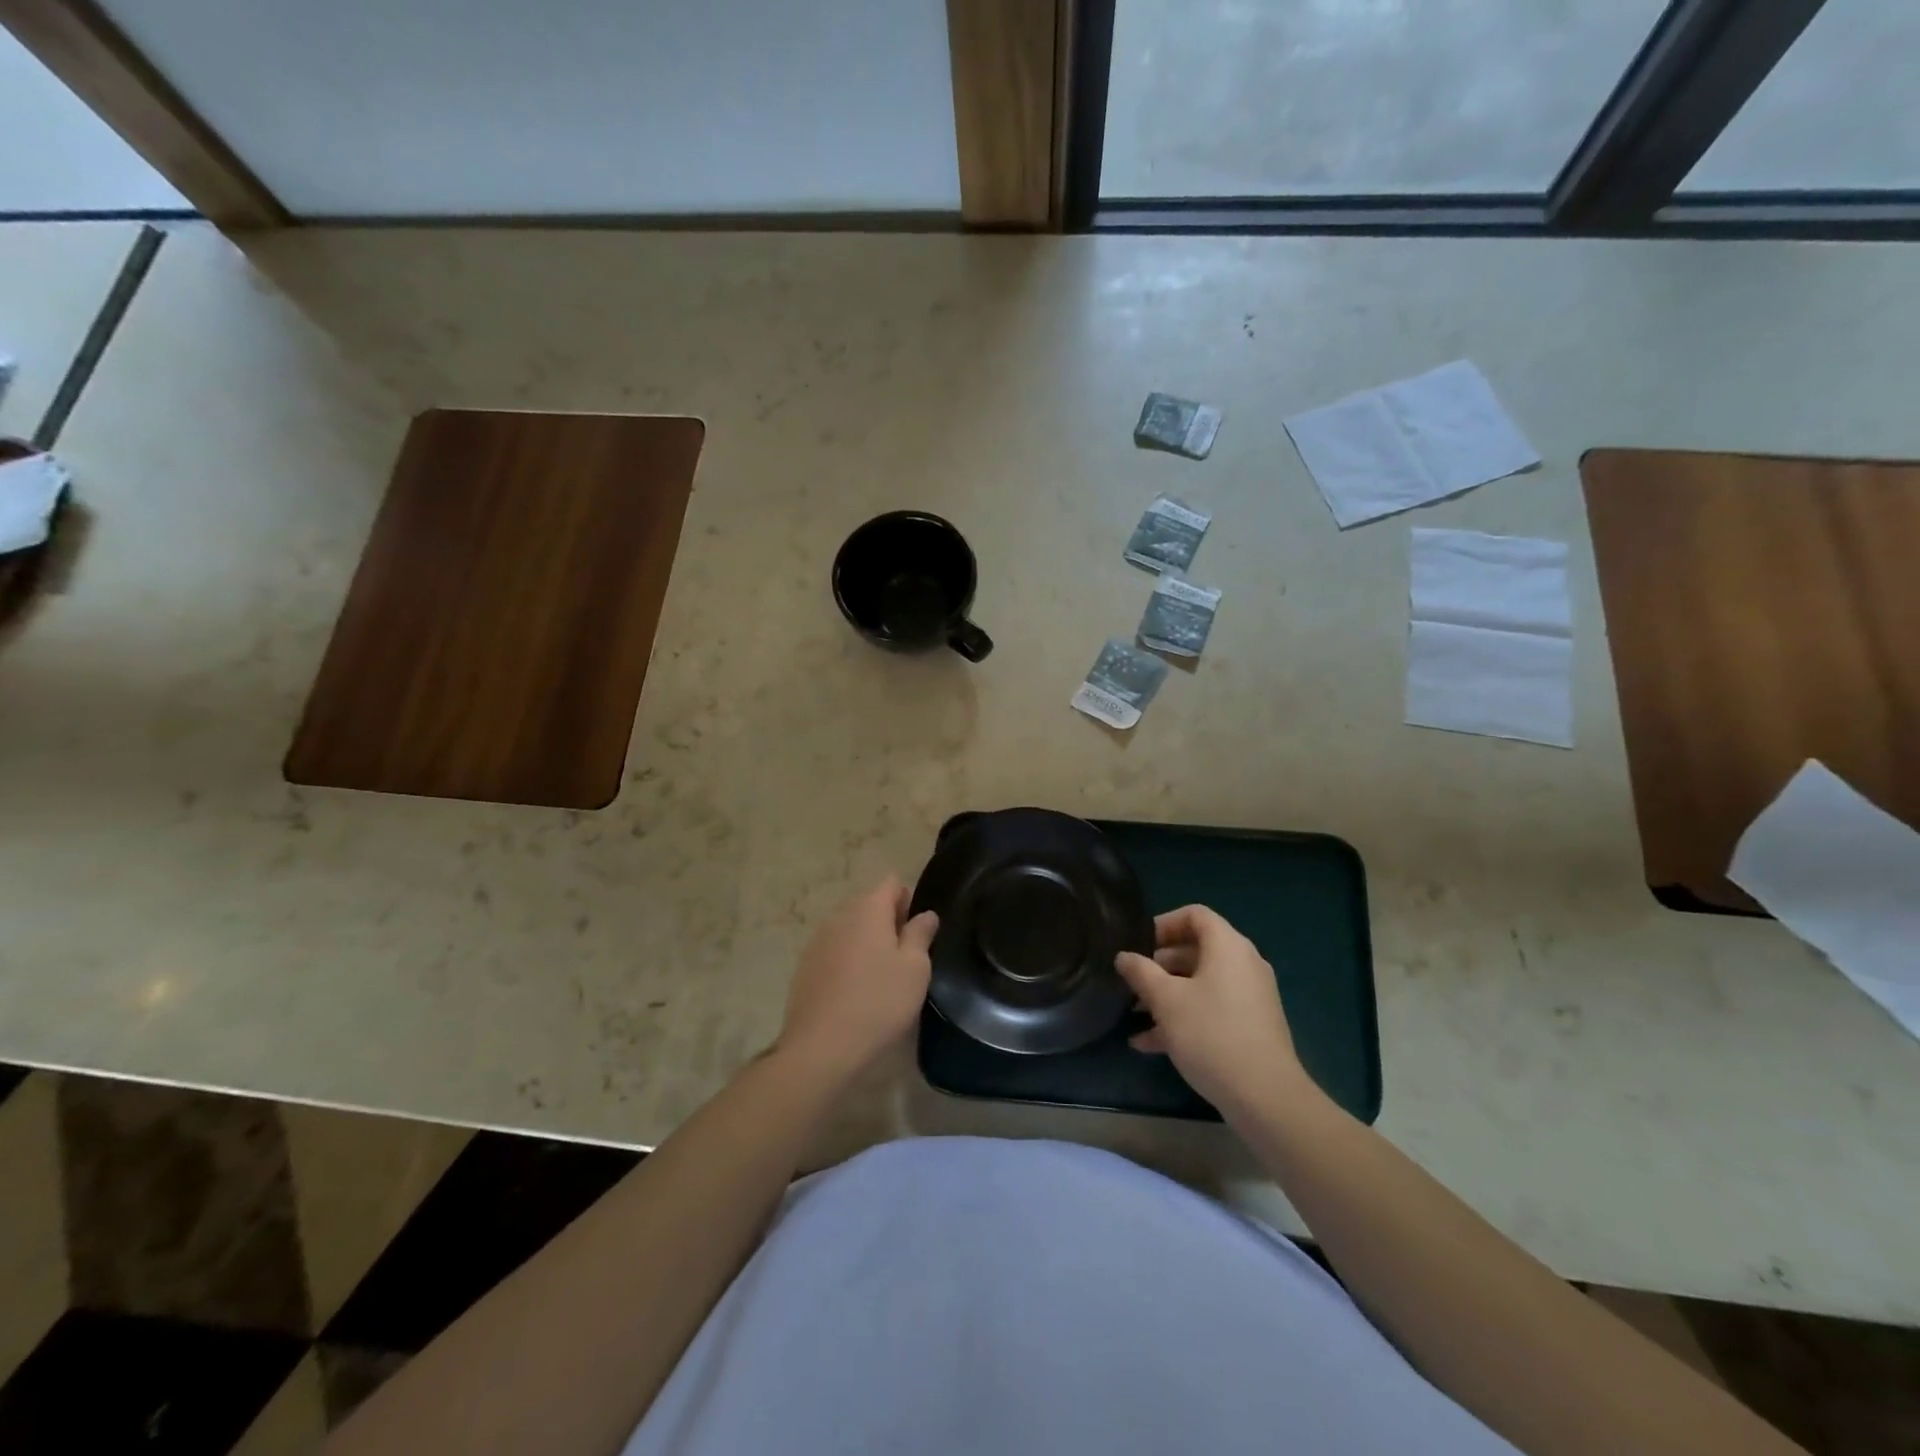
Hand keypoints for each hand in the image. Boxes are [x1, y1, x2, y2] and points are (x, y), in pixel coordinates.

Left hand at [776, 877, 938, 1083]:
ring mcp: (817, 941)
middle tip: (905, 957)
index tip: (918, 931)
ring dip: (867, 942)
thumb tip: (925, 914)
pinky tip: (856, 992)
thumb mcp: (915, 968)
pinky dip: (848, 961)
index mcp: (867, 909)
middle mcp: (839, 916)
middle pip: (869, 904)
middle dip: (888, 921)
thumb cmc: (879, 1002)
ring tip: (882, 976)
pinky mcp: (805, 967)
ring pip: (850, 929)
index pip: (891, 883)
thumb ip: (920, 934)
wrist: (821, 1048)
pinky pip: (834, 951)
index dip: (908, 900)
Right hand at [1116, 905, 1310, 1117]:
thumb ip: (1141, 972)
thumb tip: (1124, 956)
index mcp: (1227, 946)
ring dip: (1167, 994)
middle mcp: (1243, 964)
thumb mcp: (1166, 1000)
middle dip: (1159, 965)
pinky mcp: (1251, 1025)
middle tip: (1131, 981)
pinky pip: (1212, 1008)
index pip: (1194, 915)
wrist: (1265, 1097)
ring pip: (1201, 983)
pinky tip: (1149, 1043)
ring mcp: (1250, 996)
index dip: (1163, 924)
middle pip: (1196, 950)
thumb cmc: (1211, 1034)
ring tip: (1134, 1013)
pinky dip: (1184, 1016)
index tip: (1138, 945)